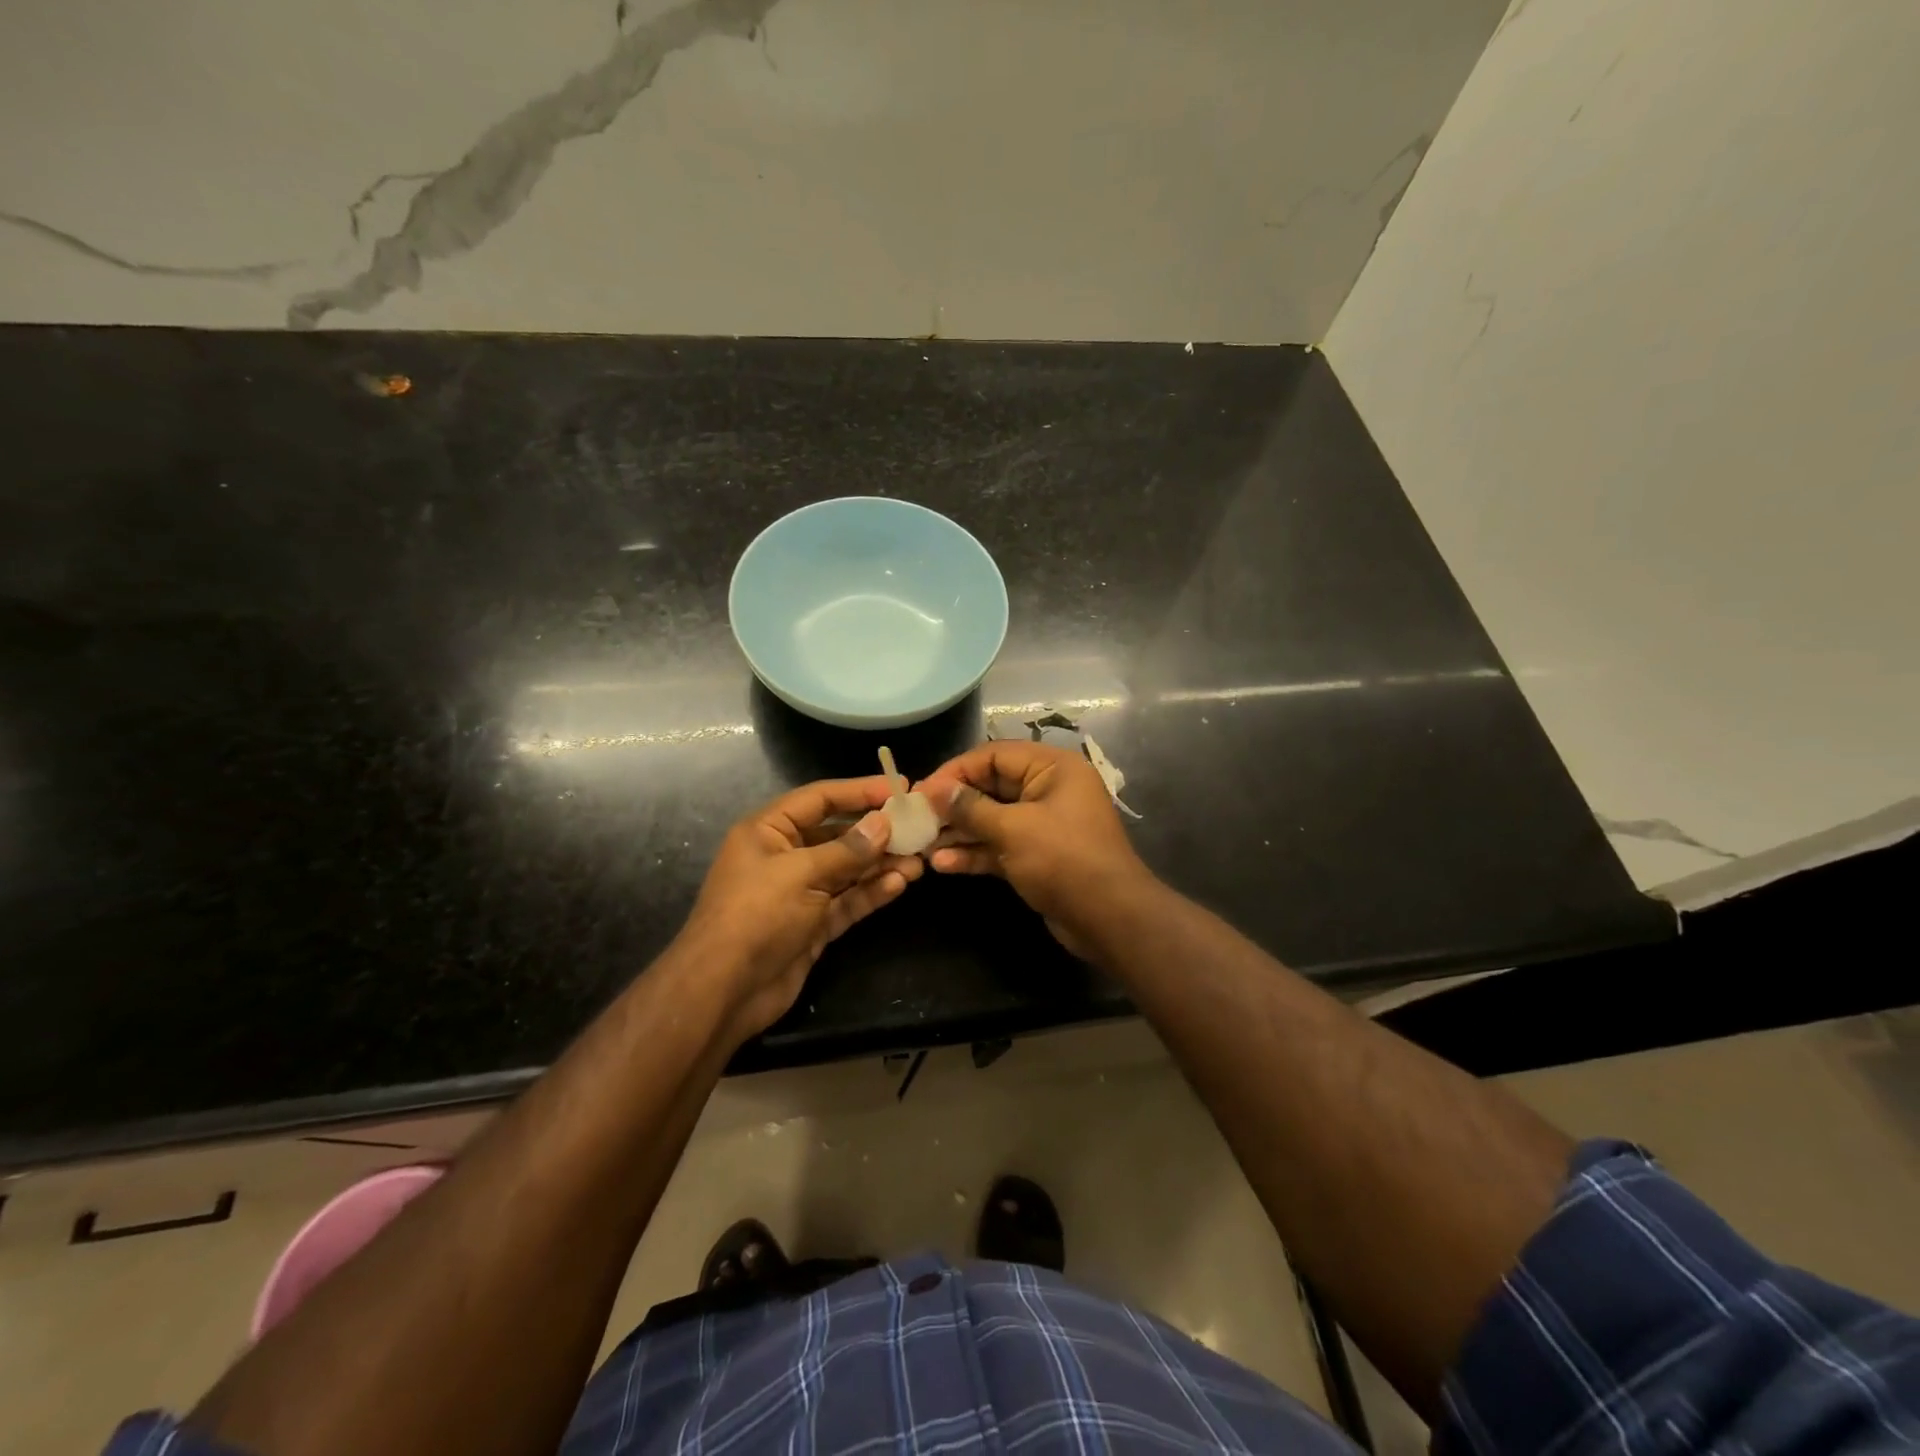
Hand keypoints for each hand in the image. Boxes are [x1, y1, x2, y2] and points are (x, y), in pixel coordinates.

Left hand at [680, 776, 923, 1042]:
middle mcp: (785, 856)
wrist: (724, 991)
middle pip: (838, 834)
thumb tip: (884, 823)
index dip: (860, 790)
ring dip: (881, 864)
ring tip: (919, 860)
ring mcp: (800, 892)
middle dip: (877, 832)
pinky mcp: (813, 925)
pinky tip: (899, 884)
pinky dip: (871, 892)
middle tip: (919, 828)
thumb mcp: (801, 874)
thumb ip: (847, 849)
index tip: (900, 787)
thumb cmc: (756, 915)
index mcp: (769, 830)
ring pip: (848, 870)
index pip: (820, 799)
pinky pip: (847, 901)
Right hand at [919, 741, 1153, 958]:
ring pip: (992, 819)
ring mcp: (1043, 825)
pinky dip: (975, 853)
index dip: (955, 771)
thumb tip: (935, 791)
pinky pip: (999, 846)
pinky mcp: (1037, 856)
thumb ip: (971, 808)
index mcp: (1052, 768)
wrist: (1110, 919)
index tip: (921, 791)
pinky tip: (943, 865)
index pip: (994, 756)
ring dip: (959, 832)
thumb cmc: (1065, 860)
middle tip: (916, 819)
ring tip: (922, 845)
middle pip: (990, 787)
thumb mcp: (1014, 829)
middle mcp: (1048, 789)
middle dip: (954, 805)